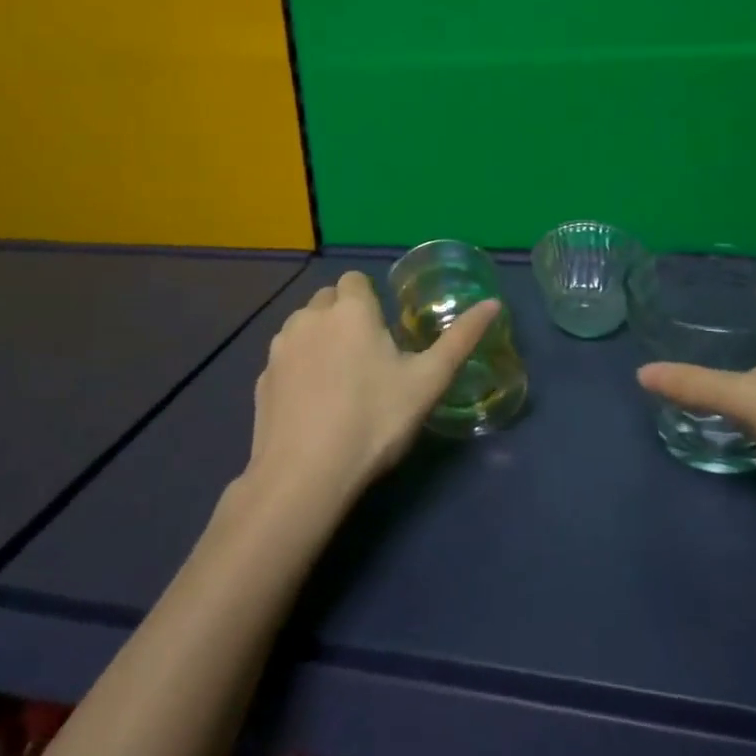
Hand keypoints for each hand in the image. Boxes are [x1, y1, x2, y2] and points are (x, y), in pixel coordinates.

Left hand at [247, 271, 499, 508]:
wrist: (305, 475)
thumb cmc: (374, 420)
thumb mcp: (428, 382)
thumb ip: (461, 339)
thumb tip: (494, 303)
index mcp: (351, 310)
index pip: (356, 280)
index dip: (371, 301)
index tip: (384, 334)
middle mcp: (310, 316)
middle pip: (329, 299)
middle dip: (346, 316)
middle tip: (367, 358)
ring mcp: (280, 347)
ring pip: (304, 326)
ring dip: (320, 338)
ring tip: (339, 381)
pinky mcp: (262, 378)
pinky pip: (286, 358)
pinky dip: (299, 368)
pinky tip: (313, 404)